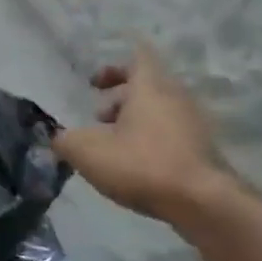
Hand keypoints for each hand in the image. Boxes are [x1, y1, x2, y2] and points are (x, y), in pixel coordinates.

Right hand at [51, 42, 230, 222]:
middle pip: (146, 86)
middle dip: (118, 98)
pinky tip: (132, 164)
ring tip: (110, 144)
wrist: (202, 202)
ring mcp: (193, 124)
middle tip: (96, 116)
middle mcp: (176, 98)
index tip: (94, 82)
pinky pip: (169, 133)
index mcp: (150, 88)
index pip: (137, 58)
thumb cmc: (141, 164)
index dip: (114, 66)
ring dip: (133, 121)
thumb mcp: (86, 151)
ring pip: (158, 111)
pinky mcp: (202, 149)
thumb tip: (60, 138)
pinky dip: (149, 140)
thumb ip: (65, 140)